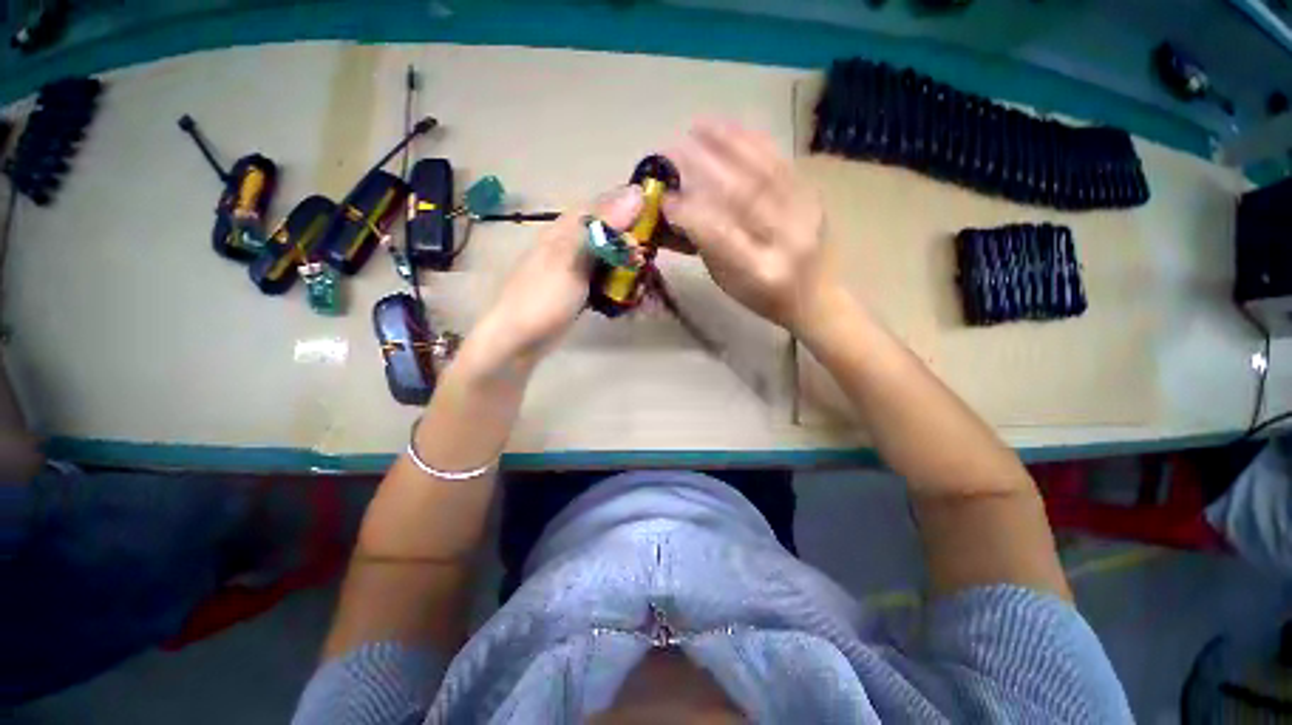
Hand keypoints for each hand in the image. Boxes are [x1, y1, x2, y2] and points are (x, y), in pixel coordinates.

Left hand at [469, 186, 643, 369]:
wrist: (518, 339)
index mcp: (570, 226)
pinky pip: (609, 281)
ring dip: (633, 271)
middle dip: (637, 245)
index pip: (610, 203)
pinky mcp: (583, 288)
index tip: (663, 220)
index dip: (636, 207)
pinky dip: (623, 289)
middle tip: (653, 263)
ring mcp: (580, 267)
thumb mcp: (571, 259)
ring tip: (649, 288)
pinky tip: (635, 300)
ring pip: (615, 258)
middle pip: (615, 233)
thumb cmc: (542, 297)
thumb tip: (635, 193)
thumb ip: (601, 228)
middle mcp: (576, 241)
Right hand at [663, 119, 833, 333]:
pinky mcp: (815, 197)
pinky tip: (734, 129)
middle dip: (705, 166)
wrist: (815, 297)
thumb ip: (704, 245)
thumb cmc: (762, 296)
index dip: (689, 214)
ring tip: (700, 126)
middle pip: (745, 194)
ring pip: (764, 170)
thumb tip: (675, 210)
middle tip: (675, 148)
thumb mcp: (727, 280)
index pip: (720, 235)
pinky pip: (782, 163)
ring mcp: (807, 215)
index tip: (664, 198)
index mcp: (760, 271)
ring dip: (729, 143)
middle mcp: (787, 241)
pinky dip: (754, 143)